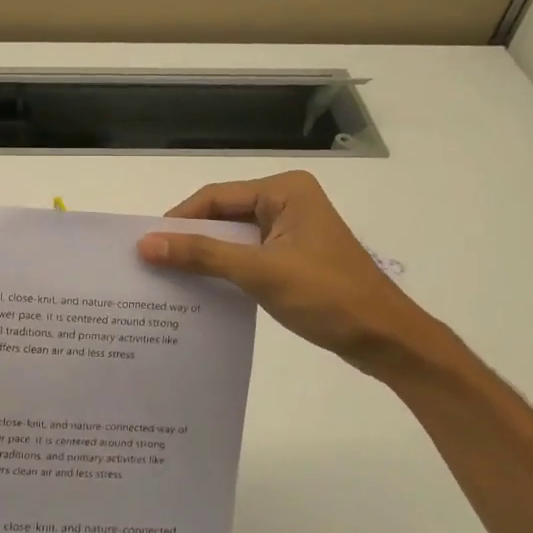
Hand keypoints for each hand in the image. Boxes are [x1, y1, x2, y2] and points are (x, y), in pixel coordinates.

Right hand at [138, 170, 442, 376]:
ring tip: (168, 276)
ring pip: (234, 237)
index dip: (180, 219)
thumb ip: (202, 255)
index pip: (216, 196)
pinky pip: (248, 255)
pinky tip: (202, 289)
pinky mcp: (293, 257)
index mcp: (284, 191)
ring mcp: (291, 231)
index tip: (146, 244)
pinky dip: (225, 270)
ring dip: (205, 256)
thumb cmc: (327, 296)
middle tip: (152, 262)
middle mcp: (287, 202)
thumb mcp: (259, 272)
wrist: (386, 341)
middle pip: (223, 215)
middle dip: (191, 238)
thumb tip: (146, 244)